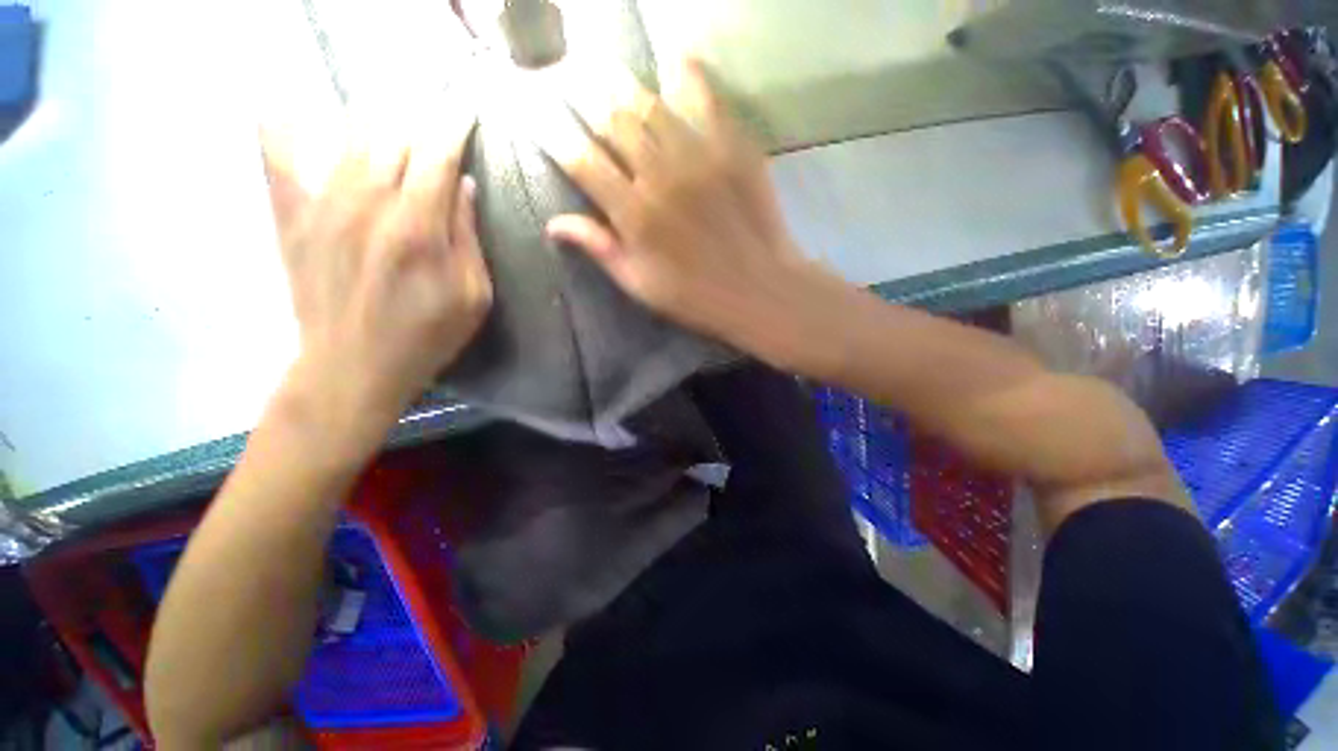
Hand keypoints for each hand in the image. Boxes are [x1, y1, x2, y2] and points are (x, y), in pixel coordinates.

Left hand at [261, 115, 492, 434]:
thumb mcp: (474, 297)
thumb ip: (468, 237)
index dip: (454, 126)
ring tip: (396, 118)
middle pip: (394, 137)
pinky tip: (288, 107)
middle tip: (436, 120)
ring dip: (379, 123)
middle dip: (420, 122)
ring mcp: (322, 206)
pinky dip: (283, 124)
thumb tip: (461, 185)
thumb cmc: (428, 336)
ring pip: (350, 137)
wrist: (353, 367)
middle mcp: (367, 204)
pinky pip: (280, 154)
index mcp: (418, 228)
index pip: (437, 155)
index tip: (467, 112)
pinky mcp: (293, 216)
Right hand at [538, 60, 807, 349]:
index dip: (555, 134)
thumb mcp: (640, 285)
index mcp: (633, 215)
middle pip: (612, 121)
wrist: (760, 288)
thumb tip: (553, 224)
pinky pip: (704, 97)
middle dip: (583, 96)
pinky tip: (673, 59)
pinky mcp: (733, 147)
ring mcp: (698, 156)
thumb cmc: (695, 296)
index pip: (582, 161)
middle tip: (568, 77)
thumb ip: (600, 249)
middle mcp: (659, 176)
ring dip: (622, 83)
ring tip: (605, 68)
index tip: (539, 115)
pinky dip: (686, 73)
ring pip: (650, 103)